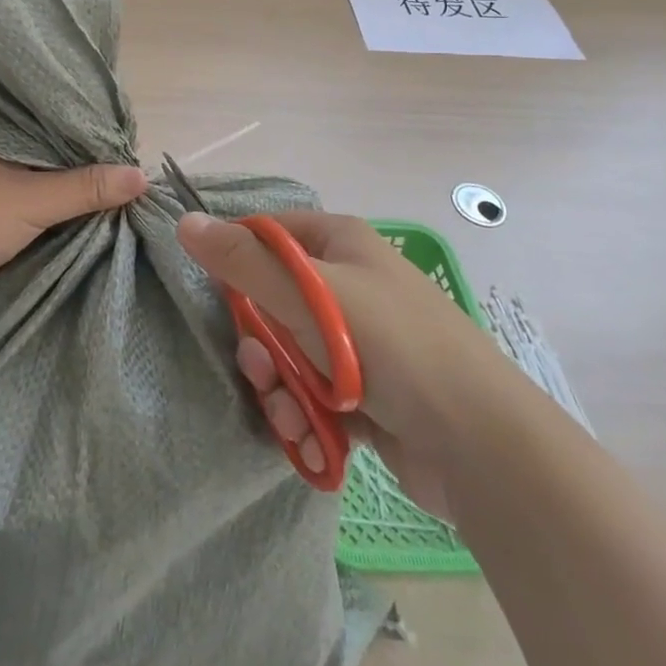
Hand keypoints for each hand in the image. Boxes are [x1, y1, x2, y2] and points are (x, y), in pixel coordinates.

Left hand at [0, 147, 148, 314]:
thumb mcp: (33, 199)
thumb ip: (85, 187)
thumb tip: (141, 176)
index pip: (50, 122)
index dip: (86, 132)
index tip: (124, 142)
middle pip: (47, 154)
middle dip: (81, 165)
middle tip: (126, 169)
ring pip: (37, 182)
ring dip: (67, 191)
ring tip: (114, 189)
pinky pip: (28, 206)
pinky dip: (51, 211)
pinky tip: (81, 213)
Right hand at [177, 209, 490, 524]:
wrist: (480, 444)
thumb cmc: (389, 345)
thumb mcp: (308, 294)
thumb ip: (243, 261)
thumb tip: (184, 221)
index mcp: (341, 244)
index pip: (269, 235)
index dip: (238, 259)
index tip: (216, 292)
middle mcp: (349, 286)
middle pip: (273, 302)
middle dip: (260, 343)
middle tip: (260, 368)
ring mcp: (360, 343)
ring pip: (289, 355)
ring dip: (279, 388)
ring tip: (291, 415)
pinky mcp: (367, 395)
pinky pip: (313, 394)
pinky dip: (305, 416)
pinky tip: (310, 438)